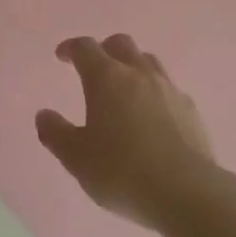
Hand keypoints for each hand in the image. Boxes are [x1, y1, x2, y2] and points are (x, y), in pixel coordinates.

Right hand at [36, 34, 216, 229]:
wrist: (186, 192)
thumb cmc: (122, 171)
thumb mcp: (77, 158)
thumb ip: (56, 133)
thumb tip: (44, 115)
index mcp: (106, 78)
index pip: (85, 48)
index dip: (71, 48)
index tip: (62, 56)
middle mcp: (138, 74)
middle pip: (121, 44)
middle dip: (104, 49)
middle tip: (94, 67)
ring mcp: (169, 89)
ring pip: (148, 61)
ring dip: (132, 66)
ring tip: (124, 88)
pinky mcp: (191, 110)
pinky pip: (169, 88)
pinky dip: (155, 92)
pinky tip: (153, 115)